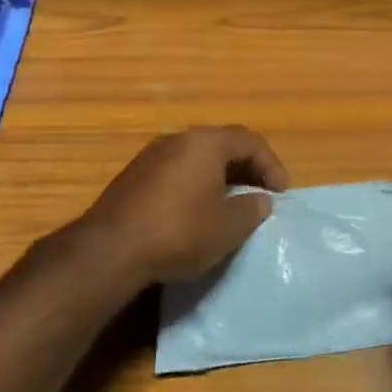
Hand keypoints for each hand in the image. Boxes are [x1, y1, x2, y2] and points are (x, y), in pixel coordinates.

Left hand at [68, 126, 288, 287]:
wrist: (109, 251)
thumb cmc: (179, 232)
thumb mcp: (228, 227)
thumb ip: (251, 209)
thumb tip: (260, 200)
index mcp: (205, 143)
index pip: (250, 141)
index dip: (272, 164)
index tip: (281, 192)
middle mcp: (177, 139)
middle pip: (222, 144)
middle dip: (246, 167)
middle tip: (260, 192)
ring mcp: (150, 156)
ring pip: (196, 158)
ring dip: (219, 176)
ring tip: (231, 202)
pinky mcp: (132, 178)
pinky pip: (175, 171)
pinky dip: (195, 184)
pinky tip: (196, 211)